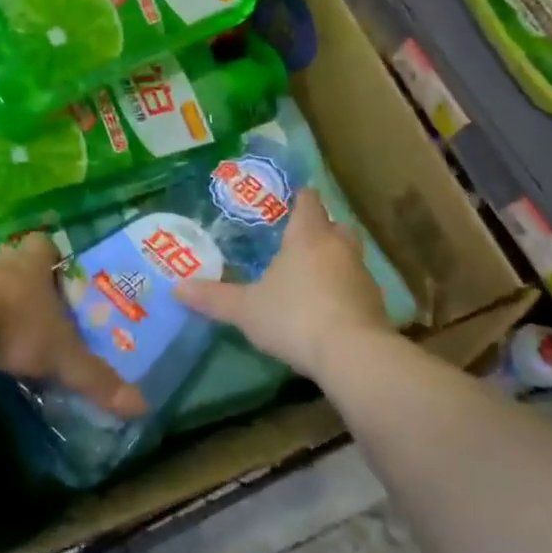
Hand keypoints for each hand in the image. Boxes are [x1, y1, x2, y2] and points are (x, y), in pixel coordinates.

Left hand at [0, 234, 146, 418]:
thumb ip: (96, 379)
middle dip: (24, 283)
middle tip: (38, 311)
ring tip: (6, 334)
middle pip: (14, 263)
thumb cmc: (15, 323)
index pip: (44, 245)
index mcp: (32, 264)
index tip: (58, 274)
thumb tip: (141, 407)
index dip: (51, 256)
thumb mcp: (61, 356)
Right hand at [175, 190, 388, 379]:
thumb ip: (213, 298)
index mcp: (308, 236)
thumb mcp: (246, 309)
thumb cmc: (295, 317)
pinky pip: (357, 286)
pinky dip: (344, 290)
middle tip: (299, 239)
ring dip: (334, 260)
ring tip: (311, 276)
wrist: (353, 355)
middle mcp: (338, 246)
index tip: (289, 199)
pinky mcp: (375, 304)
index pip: (308, 201)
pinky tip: (328, 308)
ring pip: (349, 254)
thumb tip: (176, 288)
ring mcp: (362, 274)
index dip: (299, 197)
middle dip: (321, 228)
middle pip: (335, 224)